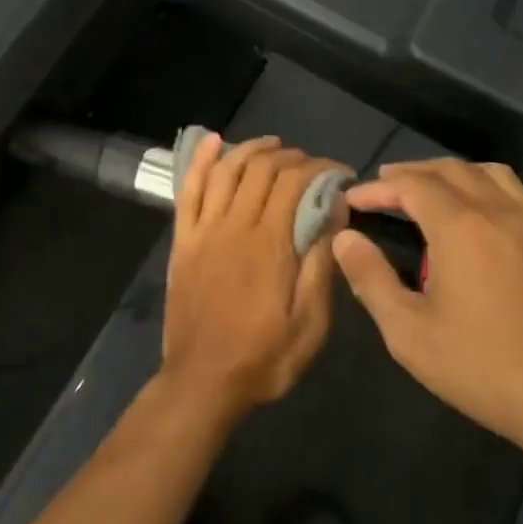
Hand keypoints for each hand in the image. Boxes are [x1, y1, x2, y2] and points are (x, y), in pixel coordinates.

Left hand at [162, 135, 347, 425]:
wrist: (202, 381)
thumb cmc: (264, 357)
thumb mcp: (310, 324)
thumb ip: (322, 265)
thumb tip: (335, 213)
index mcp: (269, 244)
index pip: (294, 183)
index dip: (319, 168)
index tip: (339, 172)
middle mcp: (235, 226)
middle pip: (261, 170)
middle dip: (290, 156)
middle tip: (310, 163)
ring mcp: (204, 231)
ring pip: (226, 171)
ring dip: (251, 149)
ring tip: (273, 144)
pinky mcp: (183, 240)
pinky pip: (189, 191)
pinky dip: (201, 162)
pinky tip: (212, 141)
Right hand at [332, 159, 522, 475]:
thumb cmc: (482, 367)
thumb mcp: (408, 332)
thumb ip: (370, 279)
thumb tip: (345, 239)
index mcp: (460, 227)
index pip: (410, 185)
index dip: (376, 188)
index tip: (351, 201)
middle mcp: (497, 211)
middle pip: (448, 169)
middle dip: (410, 173)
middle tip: (383, 189)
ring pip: (487, 173)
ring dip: (451, 173)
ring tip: (428, 191)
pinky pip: (515, 192)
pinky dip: (486, 186)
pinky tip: (479, 215)